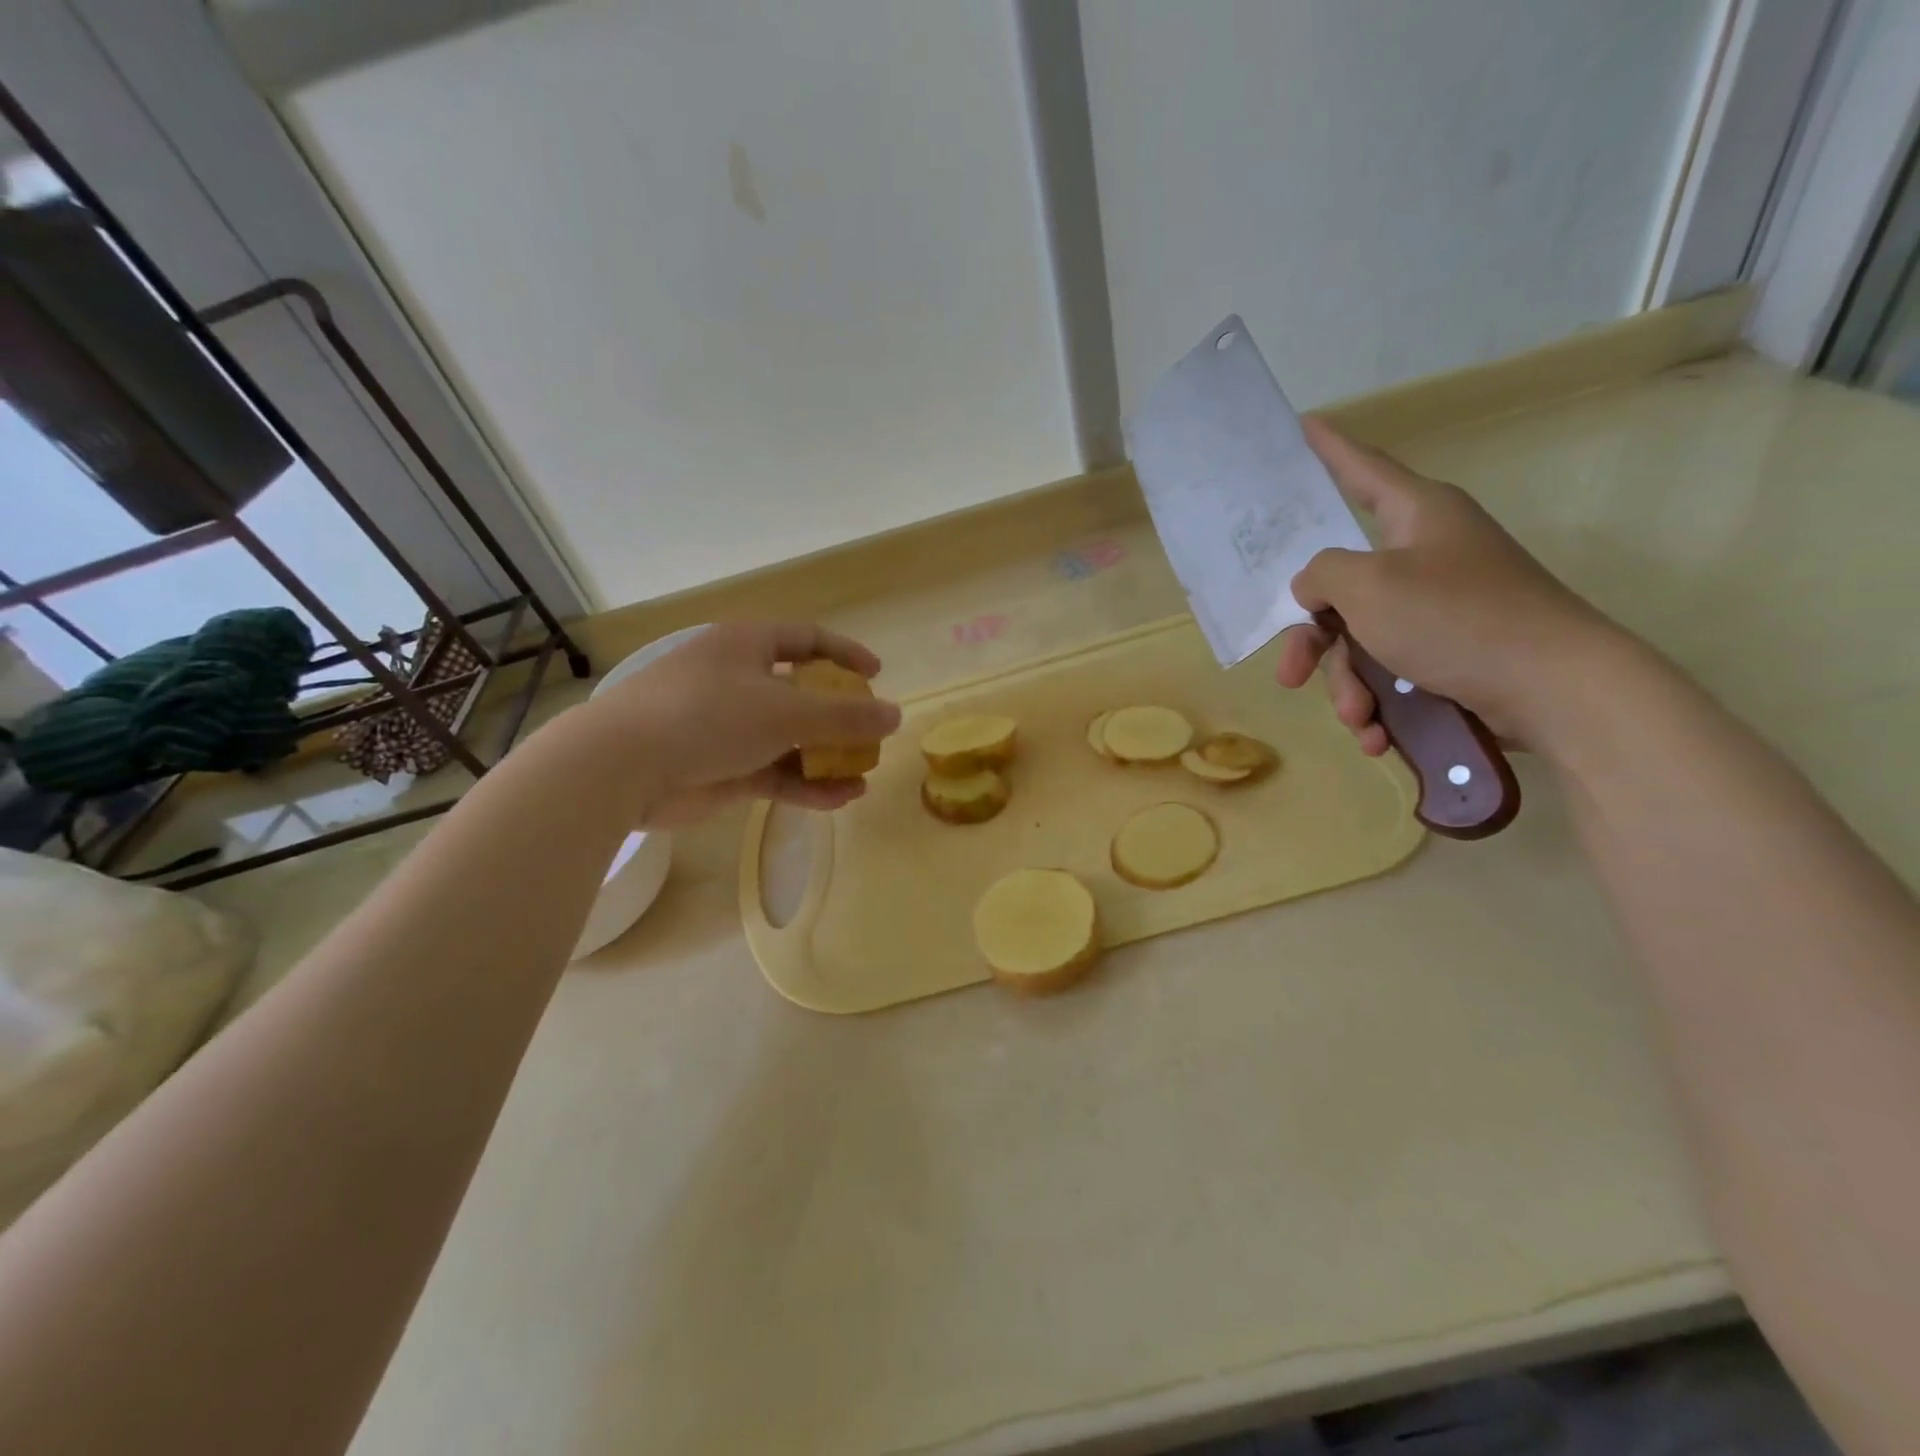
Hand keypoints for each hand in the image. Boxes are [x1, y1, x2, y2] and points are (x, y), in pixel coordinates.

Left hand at [576, 621, 901, 827]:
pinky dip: (805, 785)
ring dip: (826, 757)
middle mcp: (738, 681)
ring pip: (790, 739)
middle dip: (839, 717)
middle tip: (870, 735)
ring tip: (862, 775)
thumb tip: (896, 715)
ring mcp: (728, 728)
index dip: (844, 653)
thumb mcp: (787, 711)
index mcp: (747, 646)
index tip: (877, 674)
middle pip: (802, 694)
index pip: (806, 639)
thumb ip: (846, 716)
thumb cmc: (709, 716)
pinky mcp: (722, 769)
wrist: (623, 768)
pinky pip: (775, 773)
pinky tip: (839, 799)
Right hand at [1276, 418, 1618, 750]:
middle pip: (1343, 586)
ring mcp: (1441, 605)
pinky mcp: (1452, 651)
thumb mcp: (1369, 587)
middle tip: (1291, 675)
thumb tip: (1315, 589)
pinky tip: (1379, 735)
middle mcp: (1426, 554)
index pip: (1362, 471)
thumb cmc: (1457, 618)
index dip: (1330, 450)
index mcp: (1416, 516)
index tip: (1305, 426)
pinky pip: (1392, 670)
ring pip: (1362, 640)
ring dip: (1348, 685)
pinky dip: (1380, 703)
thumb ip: (1322, 575)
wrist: (1557, 689)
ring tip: (1360, 719)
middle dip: (1315, 640)